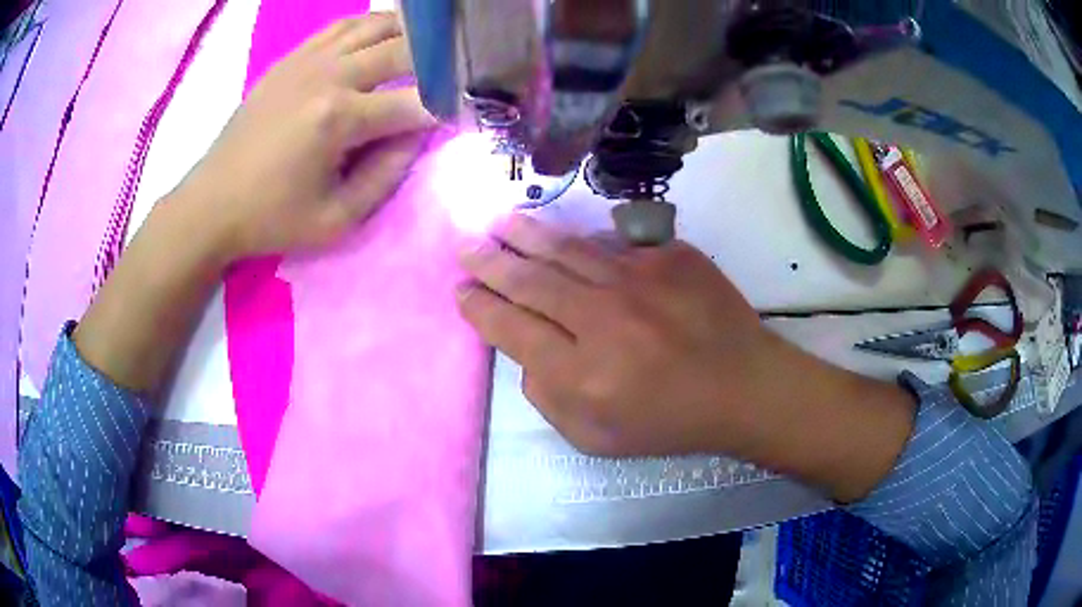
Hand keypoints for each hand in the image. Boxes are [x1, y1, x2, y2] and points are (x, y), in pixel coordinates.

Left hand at [179, 13, 435, 261]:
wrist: (212, 203)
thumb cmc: (272, 219)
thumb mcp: (337, 219)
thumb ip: (387, 175)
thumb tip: (419, 136)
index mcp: (339, 119)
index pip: (414, 104)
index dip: (444, 110)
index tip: (459, 117)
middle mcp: (329, 76)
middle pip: (403, 51)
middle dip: (438, 63)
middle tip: (451, 78)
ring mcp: (307, 60)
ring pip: (375, 25)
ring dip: (408, 35)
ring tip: (425, 51)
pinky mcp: (291, 59)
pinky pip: (341, 26)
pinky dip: (369, 26)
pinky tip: (380, 39)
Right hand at [456, 214, 775, 456]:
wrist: (743, 386)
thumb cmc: (669, 421)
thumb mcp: (596, 438)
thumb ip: (548, 399)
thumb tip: (526, 353)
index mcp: (581, 374)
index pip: (510, 328)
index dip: (480, 308)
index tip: (462, 293)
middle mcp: (602, 319)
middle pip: (529, 281)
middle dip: (490, 263)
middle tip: (467, 248)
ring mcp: (638, 280)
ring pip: (566, 250)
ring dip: (525, 236)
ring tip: (500, 224)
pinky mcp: (668, 257)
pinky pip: (612, 246)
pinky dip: (581, 242)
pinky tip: (563, 237)